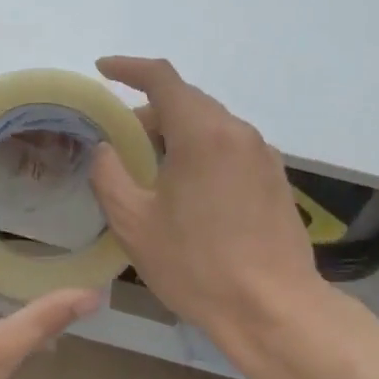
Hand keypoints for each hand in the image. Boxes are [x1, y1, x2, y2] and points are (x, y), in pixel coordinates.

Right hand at [89, 57, 329, 369]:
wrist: (275, 310)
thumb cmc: (197, 265)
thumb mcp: (134, 223)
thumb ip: (109, 174)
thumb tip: (106, 148)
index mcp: (202, 133)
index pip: (162, 78)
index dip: (128, 68)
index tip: (103, 70)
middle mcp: (237, 131)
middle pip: (187, 101)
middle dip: (149, 111)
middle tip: (120, 141)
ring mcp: (262, 154)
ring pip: (210, 124)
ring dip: (177, 133)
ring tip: (152, 169)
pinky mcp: (276, 177)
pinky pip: (230, 146)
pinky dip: (202, 150)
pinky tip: (190, 189)